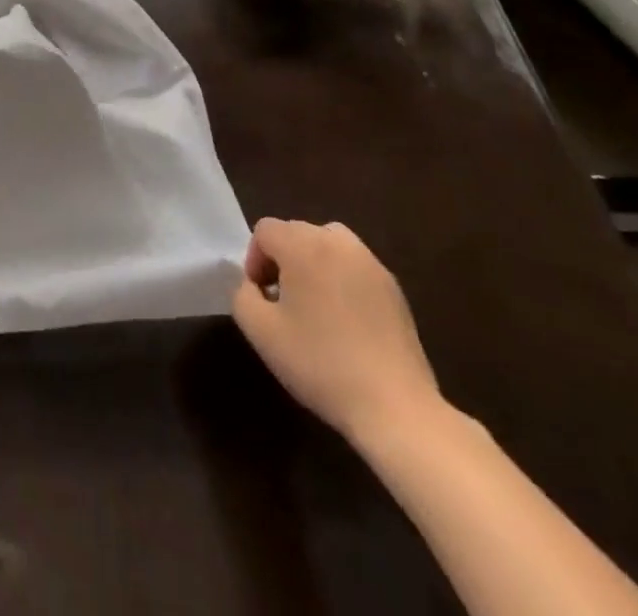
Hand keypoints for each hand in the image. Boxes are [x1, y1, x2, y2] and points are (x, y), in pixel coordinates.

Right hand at [231, 218, 442, 446]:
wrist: (394, 407)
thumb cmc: (320, 364)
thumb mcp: (260, 331)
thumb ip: (242, 295)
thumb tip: (253, 285)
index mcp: (303, 246)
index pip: (265, 230)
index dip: (254, 259)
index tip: (262, 296)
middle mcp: (338, 243)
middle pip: (296, 231)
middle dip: (282, 259)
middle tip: (283, 301)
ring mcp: (370, 263)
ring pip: (328, 243)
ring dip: (312, 262)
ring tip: (314, 303)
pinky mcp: (393, 287)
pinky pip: (354, 265)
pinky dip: (341, 278)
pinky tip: (346, 321)